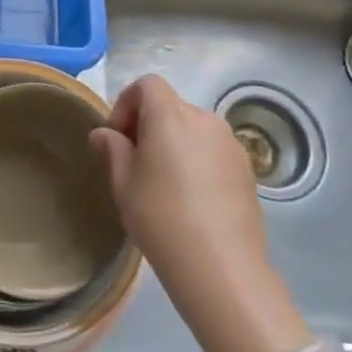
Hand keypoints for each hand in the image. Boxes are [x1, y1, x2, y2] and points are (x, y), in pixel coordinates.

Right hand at [91, 76, 303, 351]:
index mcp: (170, 115)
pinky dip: (197, 160)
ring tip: (164, 184)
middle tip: (135, 163)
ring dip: (174, 143)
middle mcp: (204, 119)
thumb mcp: (123, 183)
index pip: (147, 84)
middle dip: (148, 125)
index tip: (118, 138)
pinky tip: (191, 198)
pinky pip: (213, 150)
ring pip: (193, 129)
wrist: (222, 267)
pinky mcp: (247, 169)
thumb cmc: (161, 218)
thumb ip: (113, 149)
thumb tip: (104, 133)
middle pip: (170, 106)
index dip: (127, 103)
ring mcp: (231, 144)